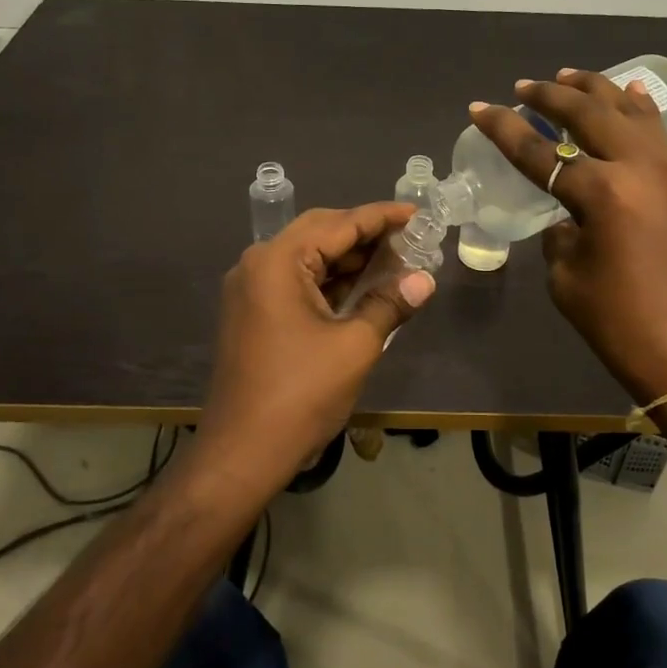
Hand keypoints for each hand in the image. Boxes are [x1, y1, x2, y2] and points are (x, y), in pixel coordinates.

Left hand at [199, 203, 435, 498]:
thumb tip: (424, 280)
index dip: (382, 217)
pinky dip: (330, 283)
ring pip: (308, 259)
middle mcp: (257, 265)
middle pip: (320, 233)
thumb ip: (389, 304)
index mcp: (277, 261)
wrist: (242, 453)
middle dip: (366, 235)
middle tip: (410, 240)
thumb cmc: (301, 394)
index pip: (339, 223)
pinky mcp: (253, 314)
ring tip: (396, 262)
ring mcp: (250, 291)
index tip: (418, 214)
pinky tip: (363, 288)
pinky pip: (296, 284)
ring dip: (349, 260)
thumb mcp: (355, 345)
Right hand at [470, 70, 666, 404]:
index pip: (539, 152)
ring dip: (598, 91)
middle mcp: (643, 169)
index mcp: (603, 194)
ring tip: (571, 77)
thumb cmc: (625, 328)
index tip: (480, 108)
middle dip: (551, 95)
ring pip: (634, 112)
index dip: (504, 129)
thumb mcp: (569, 281)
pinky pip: (663, 137)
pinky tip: (631, 100)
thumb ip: (561, 236)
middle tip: (525, 86)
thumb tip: (569, 217)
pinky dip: (639, 114)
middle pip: (590, 113)